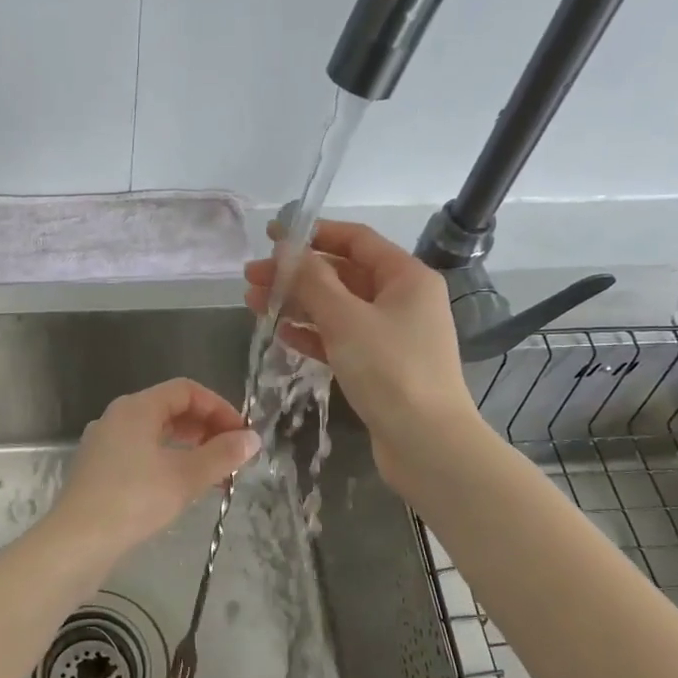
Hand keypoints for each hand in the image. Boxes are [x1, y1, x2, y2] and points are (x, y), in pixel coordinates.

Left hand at [47, 379, 259, 562]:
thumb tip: (252, 439)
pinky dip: (168, 463)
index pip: (186, 390)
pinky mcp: (99, 471)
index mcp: (136, 408)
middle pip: (170, 409)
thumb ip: (221, 455)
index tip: (242, 435)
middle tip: (234, 456)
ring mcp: (104, 444)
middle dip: (206, 429)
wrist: (76, 543)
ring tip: (217, 476)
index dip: (219, 407)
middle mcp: (117, 418)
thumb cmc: (133, 501)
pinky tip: (184, 489)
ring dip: (190, 448)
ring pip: (156, 434)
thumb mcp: (185, 477)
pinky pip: (141, 454)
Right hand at [243, 219, 486, 493]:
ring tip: (254, 303)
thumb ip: (313, 281)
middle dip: (296, 274)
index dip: (313, 234)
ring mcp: (391, 334)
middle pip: (342, 274)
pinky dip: (313, 334)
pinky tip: (282, 334)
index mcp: (406, 277)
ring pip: (337, 308)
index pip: (356, 240)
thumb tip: (287, 249)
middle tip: (251, 277)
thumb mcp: (346, 319)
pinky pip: (341, 338)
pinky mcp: (380, 366)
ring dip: (298, 303)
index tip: (272, 237)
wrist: (426, 444)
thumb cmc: (390, 371)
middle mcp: (402, 299)